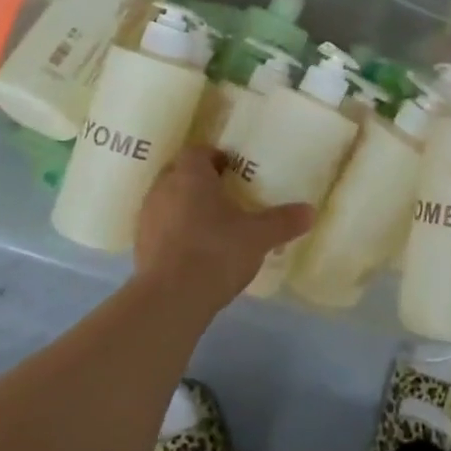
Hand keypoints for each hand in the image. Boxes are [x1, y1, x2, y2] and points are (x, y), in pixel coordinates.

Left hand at [135, 148, 312, 307]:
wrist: (170, 298)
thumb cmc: (216, 252)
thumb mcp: (259, 236)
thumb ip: (283, 221)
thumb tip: (310, 211)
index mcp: (190, 175)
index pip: (198, 152)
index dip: (216, 157)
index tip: (234, 170)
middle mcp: (163, 188)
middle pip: (180, 173)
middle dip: (200, 181)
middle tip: (226, 196)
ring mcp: (147, 217)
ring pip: (168, 200)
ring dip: (185, 206)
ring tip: (210, 225)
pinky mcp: (139, 245)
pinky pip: (160, 227)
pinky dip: (175, 231)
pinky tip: (193, 251)